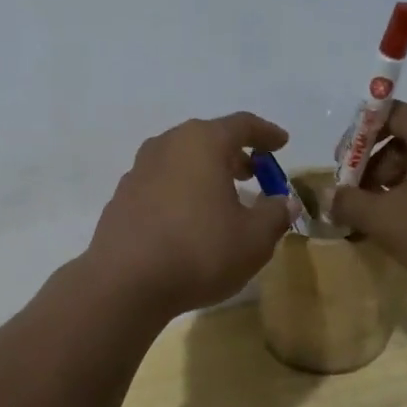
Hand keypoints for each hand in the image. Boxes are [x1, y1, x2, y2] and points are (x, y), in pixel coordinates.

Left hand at [84, 112, 296, 316]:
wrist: (124, 282)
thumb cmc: (199, 251)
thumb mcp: (253, 239)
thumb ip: (274, 215)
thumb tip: (284, 202)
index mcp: (203, 142)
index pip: (242, 125)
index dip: (266, 133)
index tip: (282, 142)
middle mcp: (168, 144)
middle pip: (208, 138)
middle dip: (234, 153)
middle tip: (254, 173)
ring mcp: (139, 169)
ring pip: (181, 159)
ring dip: (205, 171)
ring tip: (222, 196)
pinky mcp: (122, 195)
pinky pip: (161, 181)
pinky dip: (181, 190)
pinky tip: (188, 218)